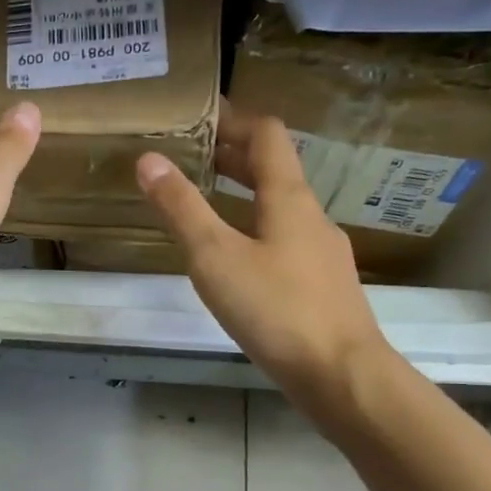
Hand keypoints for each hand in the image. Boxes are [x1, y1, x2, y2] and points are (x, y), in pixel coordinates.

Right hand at [136, 110, 392, 400]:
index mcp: (289, 199)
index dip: (234, 118)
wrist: (341, 375)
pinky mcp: (321, 287)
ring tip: (207, 202)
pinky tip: (236, 261)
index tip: (199, 114)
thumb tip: (149, 160)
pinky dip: (256, 231)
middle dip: (234, 156)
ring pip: (280, 209)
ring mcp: (321, 254)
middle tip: (191, 154)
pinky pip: (285, 241)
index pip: (266, 135)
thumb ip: (182, 210)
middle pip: (275, 171)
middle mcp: (311, 218)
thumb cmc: (276, 310)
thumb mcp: (216, 258)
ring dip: (245, 195)